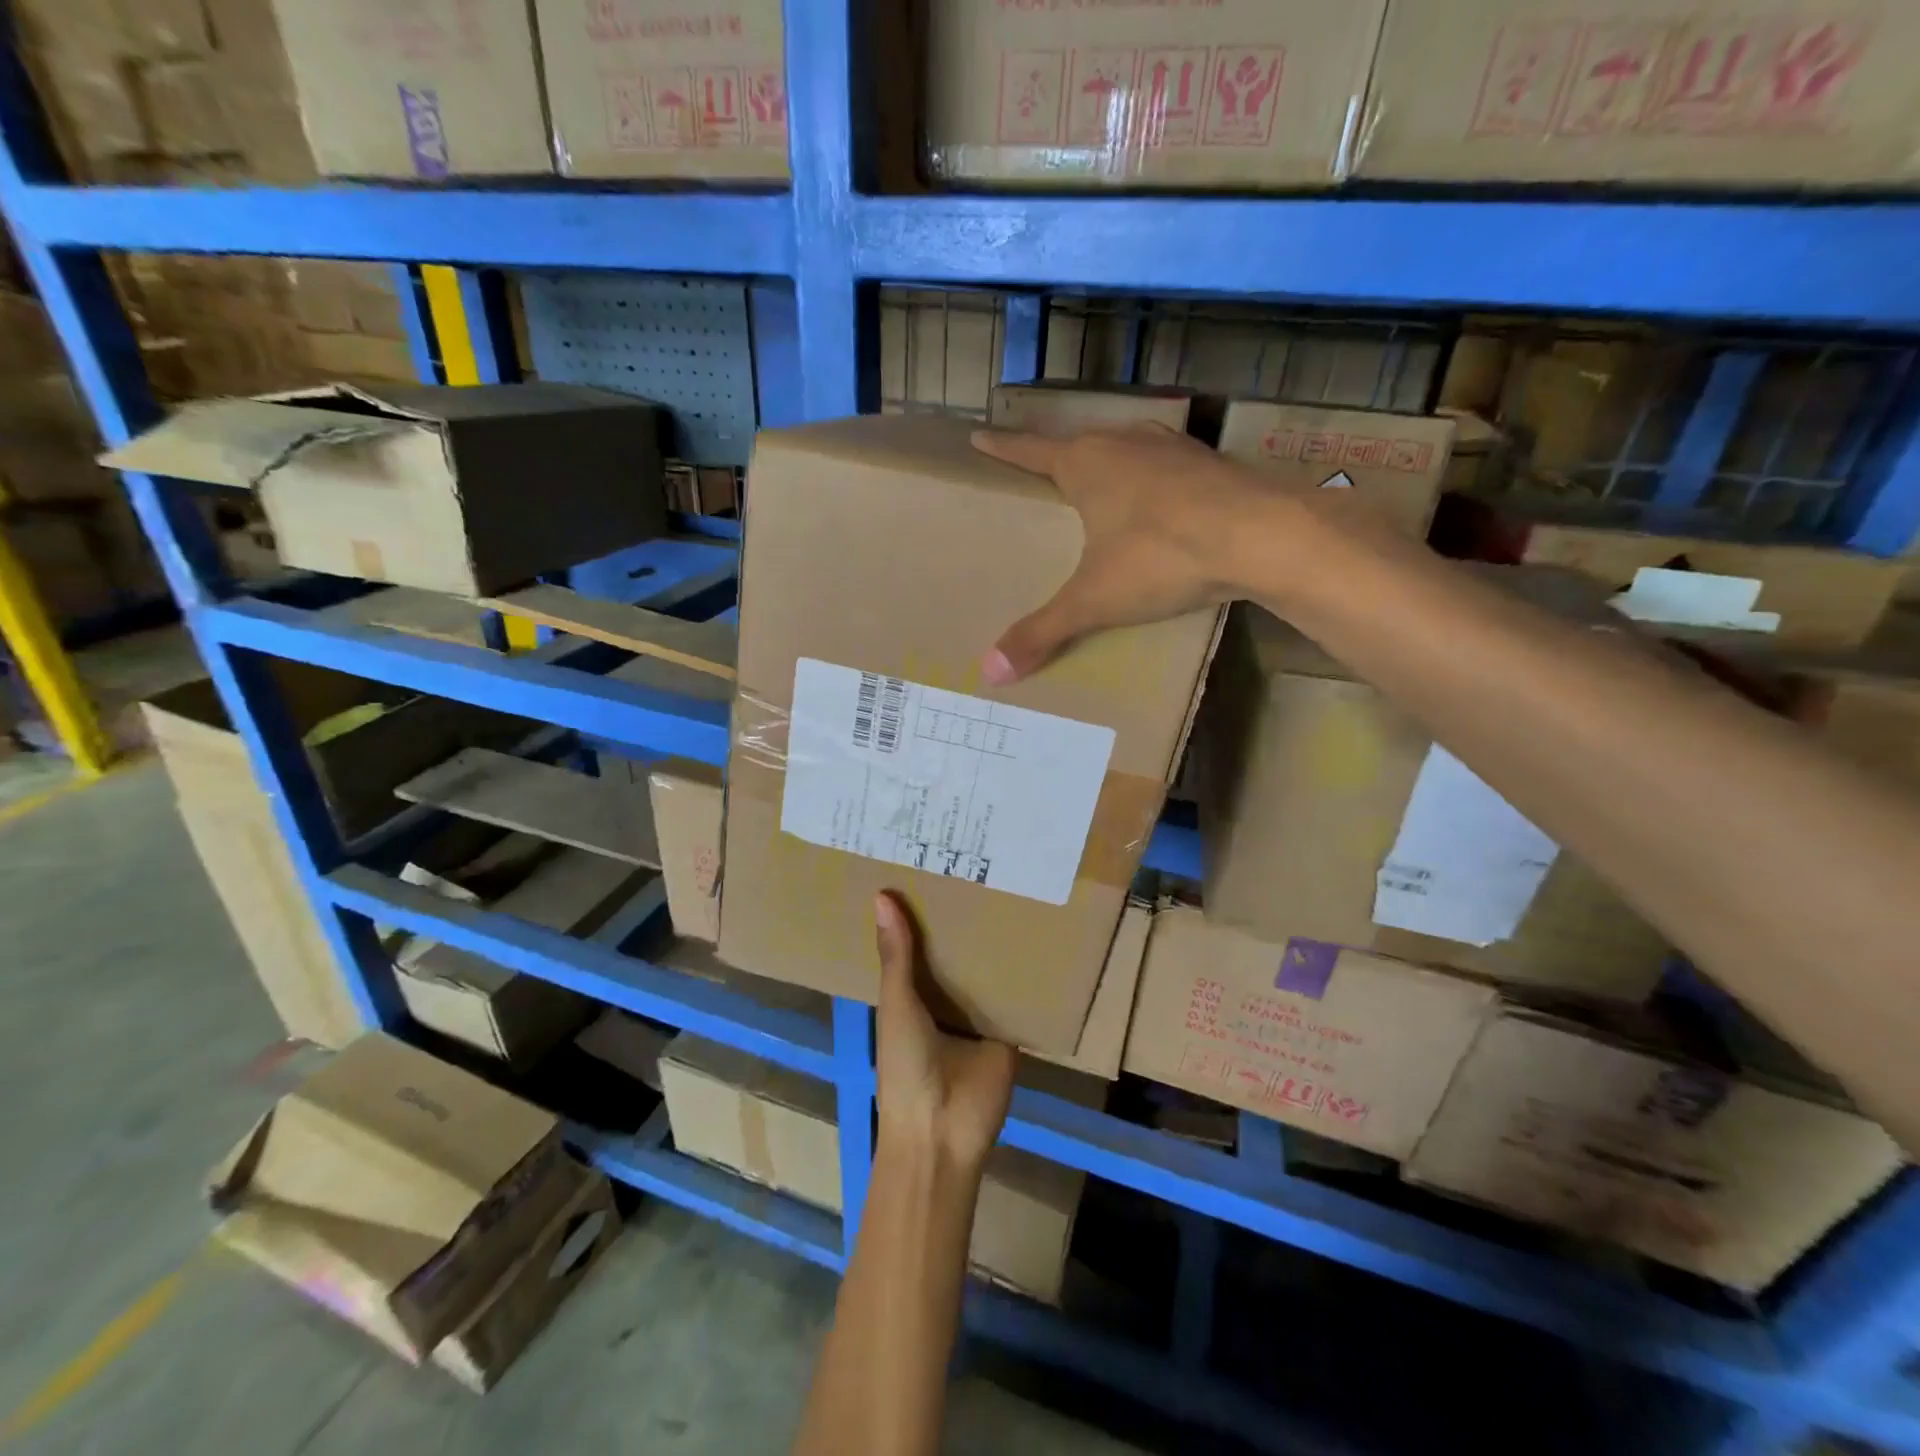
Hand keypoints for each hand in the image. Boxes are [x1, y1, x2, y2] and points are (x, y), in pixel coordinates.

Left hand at [872, 892, 1016, 1170]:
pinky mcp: (1009, 1031)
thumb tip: (882, 895)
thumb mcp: (896, 1005)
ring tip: (1011, 888)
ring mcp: (979, 1018)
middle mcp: (946, 1003)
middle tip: (980, 871)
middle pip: (957, 958)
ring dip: (995, 946)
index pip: (919, 948)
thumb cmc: (905, 1066)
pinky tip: (1039, 932)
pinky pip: (1017, 998)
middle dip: (964, 925)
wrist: (942, 1131)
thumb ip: (896, 956)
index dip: (922, 916)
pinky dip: (1025, 974)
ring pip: (987, 974)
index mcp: (912, 998)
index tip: (931, 871)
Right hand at [971, 425, 1264, 682]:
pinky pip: (1166, 465)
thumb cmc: (1162, 557)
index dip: (1002, 447)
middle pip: (1079, 442)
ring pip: (1127, 447)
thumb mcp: (1094, 601)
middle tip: (1042, 468)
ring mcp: (1173, 448)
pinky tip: (1160, 499)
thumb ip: (1042, 633)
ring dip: (1109, 461)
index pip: (1031, 451)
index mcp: (1086, 465)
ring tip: (1100, 481)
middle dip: (1058, 454)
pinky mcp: (1211, 463)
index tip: (979, 435)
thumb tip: (989, 672)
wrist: (1263, 536)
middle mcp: (1125, 443)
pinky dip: (1152, 477)